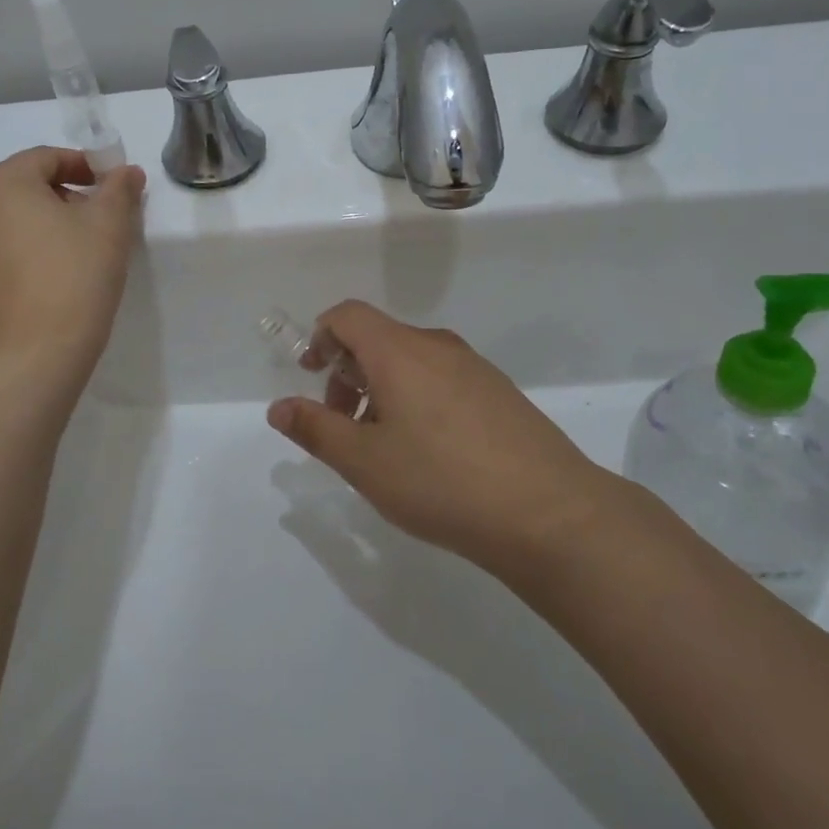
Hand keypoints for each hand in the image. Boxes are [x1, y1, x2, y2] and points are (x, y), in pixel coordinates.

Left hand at [0, 147, 144, 382]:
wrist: (31, 360)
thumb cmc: (73, 279)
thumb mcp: (109, 227)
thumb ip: (119, 189)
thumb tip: (126, 172)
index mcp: (1, 184)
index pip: (48, 158)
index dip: (86, 166)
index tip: (114, 188)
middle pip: (26, 188)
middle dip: (65, 197)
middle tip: (101, 222)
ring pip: (11, 223)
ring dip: (45, 227)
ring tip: (78, 255)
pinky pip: (0, 256)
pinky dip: (26, 256)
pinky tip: (52, 283)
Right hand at [267, 300, 623, 571]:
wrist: (550, 513)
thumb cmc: (441, 481)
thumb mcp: (364, 462)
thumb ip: (315, 429)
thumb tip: (278, 407)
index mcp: (399, 351)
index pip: (348, 315)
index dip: (321, 337)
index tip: (311, 377)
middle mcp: (438, 346)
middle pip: (379, 338)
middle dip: (348, 373)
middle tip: (344, 426)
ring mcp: (475, 368)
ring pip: (412, 361)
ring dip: (382, 390)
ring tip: (384, 447)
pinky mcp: (501, 393)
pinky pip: (443, 379)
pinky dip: (417, 399)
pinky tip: (429, 454)